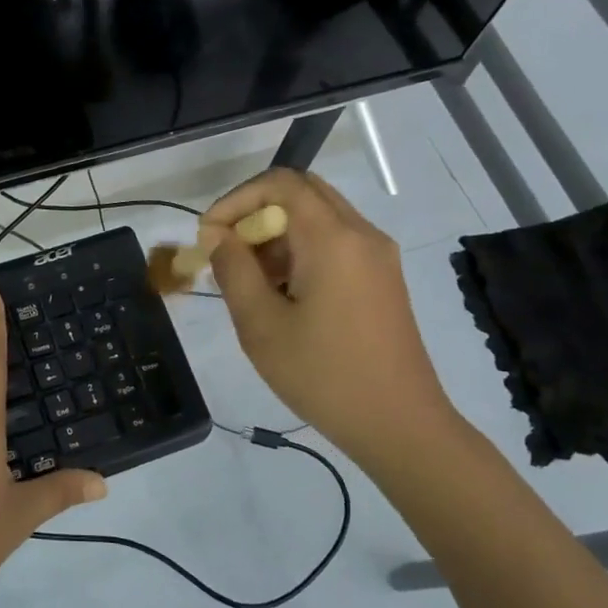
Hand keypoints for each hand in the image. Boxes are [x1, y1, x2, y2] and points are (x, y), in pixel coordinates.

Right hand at [203, 169, 457, 461]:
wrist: (399, 424)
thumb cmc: (323, 375)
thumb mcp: (261, 325)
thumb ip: (233, 269)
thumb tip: (217, 234)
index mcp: (333, 238)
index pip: (280, 183)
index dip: (236, 200)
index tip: (209, 236)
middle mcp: (362, 234)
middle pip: (303, 192)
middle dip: (257, 212)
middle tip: (229, 251)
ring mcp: (379, 255)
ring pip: (320, 217)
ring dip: (279, 233)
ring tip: (250, 281)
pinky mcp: (383, 278)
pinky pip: (337, 243)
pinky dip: (303, 250)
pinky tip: (284, 294)